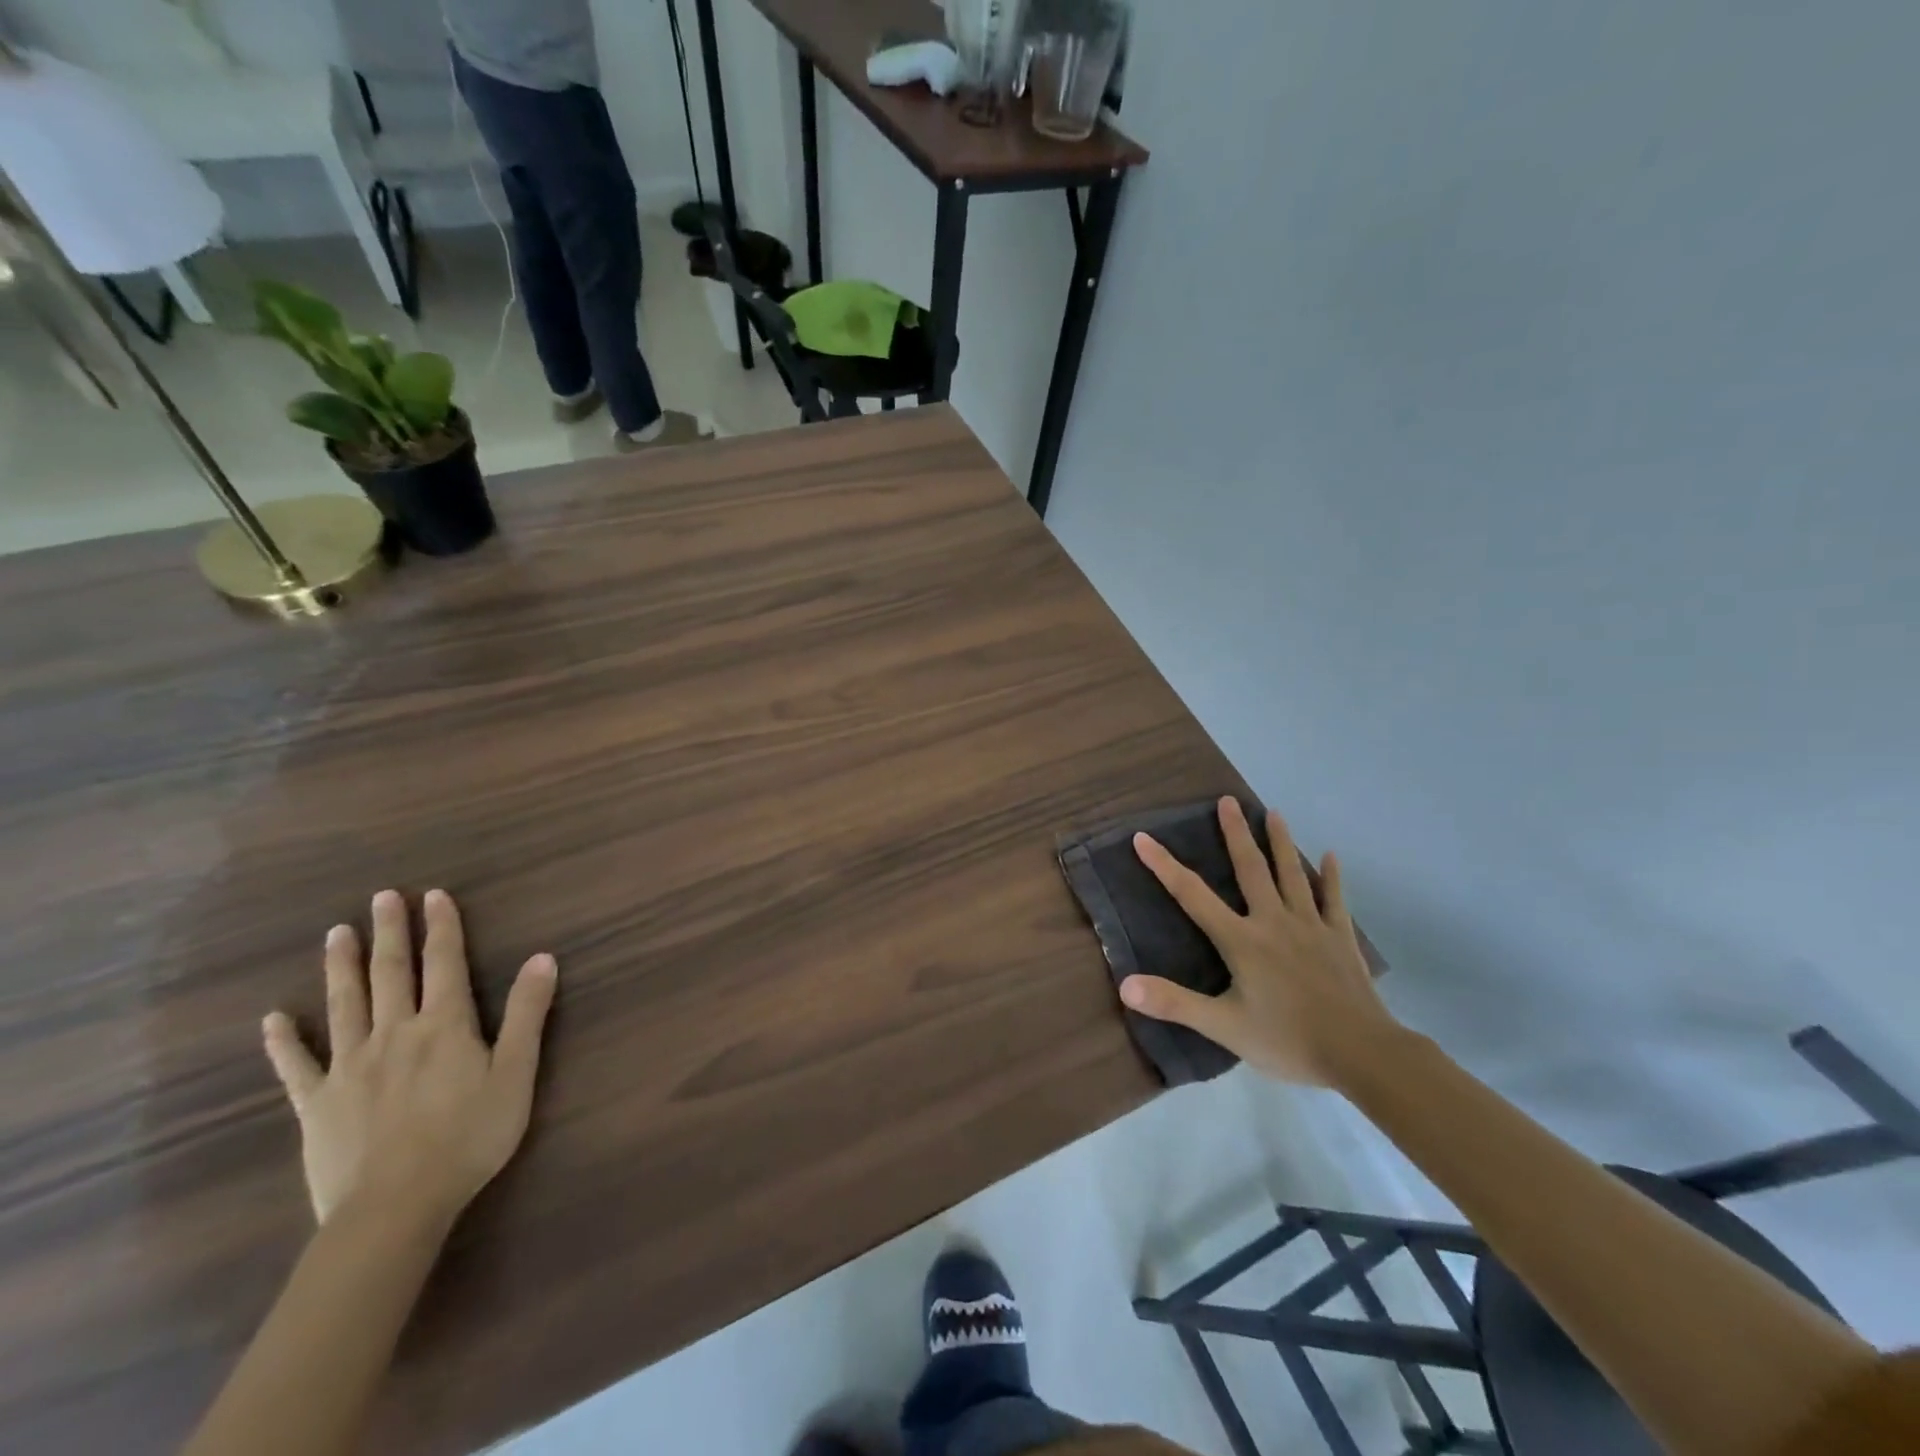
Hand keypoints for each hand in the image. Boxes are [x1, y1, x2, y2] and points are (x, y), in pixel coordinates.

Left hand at [262, 889, 557, 1229]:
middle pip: (391, 973)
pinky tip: (274, 1018)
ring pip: (345, 1005)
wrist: (396, 1206)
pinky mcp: (317, 1102)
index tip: (433, 895)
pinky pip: (296, 1065)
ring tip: (337, 933)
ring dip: (342, 966)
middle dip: (390, 933)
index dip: (441, 927)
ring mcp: (350, 1066)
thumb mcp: (516, 1073)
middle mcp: (395, 1033)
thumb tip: (543, 958)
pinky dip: (284, 1040)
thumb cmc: (469, 1136)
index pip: (444, 963)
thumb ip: (528, 1014)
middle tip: (382, 897)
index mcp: (445, 1025)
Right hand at [1120, 797, 1400, 1087]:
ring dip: (1280, 842)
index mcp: (1242, 941)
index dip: (1164, 865)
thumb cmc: (1288, 1040)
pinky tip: (1332, 856)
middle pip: (1250, 869)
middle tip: (1227, 800)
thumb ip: (1174, 1004)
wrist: (1362, 1055)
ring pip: (1292, 875)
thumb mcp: (1224, 1028)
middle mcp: (1273, 922)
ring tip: (1273, 812)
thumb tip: (1124, 985)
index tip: (1143, 837)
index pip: (1192, 895)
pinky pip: (1335, 900)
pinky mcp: (1340, 938)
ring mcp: (1311, 926)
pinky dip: (1332, 876)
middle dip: (1236, 833)